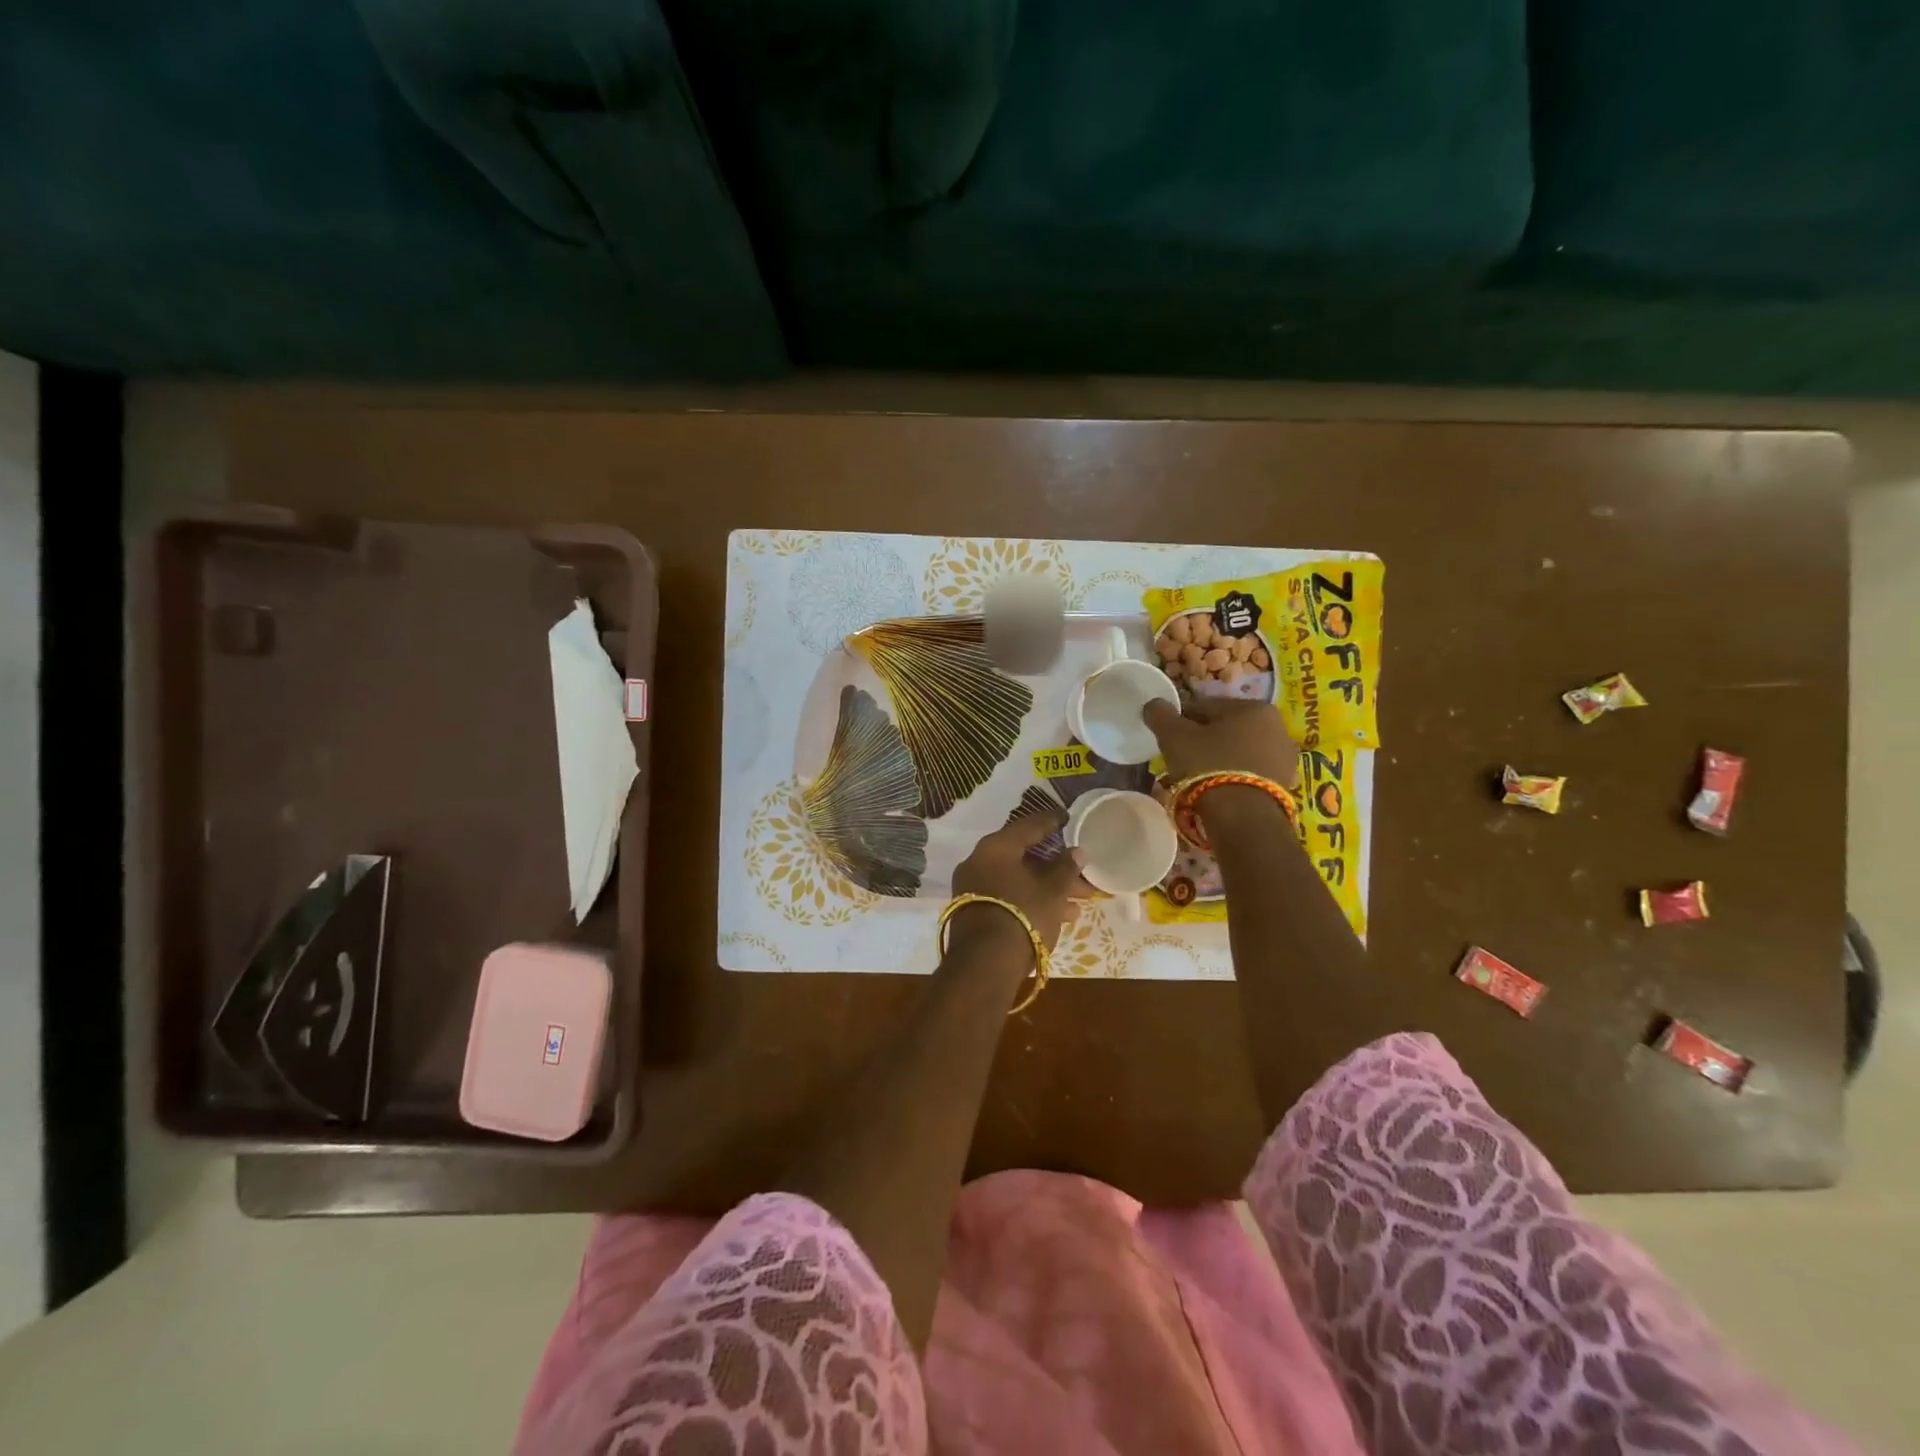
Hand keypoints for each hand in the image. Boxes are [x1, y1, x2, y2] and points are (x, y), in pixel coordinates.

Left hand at [949, 812, 1091, 953]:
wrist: (985, 965)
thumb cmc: (1023, 915)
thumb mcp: (1053, 891)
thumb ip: (1066, 867)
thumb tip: (1076, 851)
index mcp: (996, 847)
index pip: (1029, 826)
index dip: (1052, 822)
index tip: (1068, 818)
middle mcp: (979, 861)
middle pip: (1025, 857)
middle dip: (1057, 869)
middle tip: (1084, 878)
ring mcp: (973, 887)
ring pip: (1018, 880)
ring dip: (1048, 889)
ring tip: (1079, 905)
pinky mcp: (974, 911)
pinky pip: (1008, 896)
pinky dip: (1032, 900)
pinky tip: (1058, 917)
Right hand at [1142, 697, 1300, 789]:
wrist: (1243, 816)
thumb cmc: (1208, 765)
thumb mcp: (1174, 737)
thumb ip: (1161, 715)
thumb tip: (1154, 704)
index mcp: (1252, 707)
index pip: (1206, 707)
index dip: (1181, 719)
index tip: (1166, 735)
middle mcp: (1276, 726)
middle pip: (1225, 729)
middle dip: (1202, 740)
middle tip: (1180, 758)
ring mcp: (1284, 757)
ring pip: (1238, 751)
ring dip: (1218, 759)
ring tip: (1196, 778)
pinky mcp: (1285, 784)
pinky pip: (1249, 772)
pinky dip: (1233, 776)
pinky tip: (1216, 790)